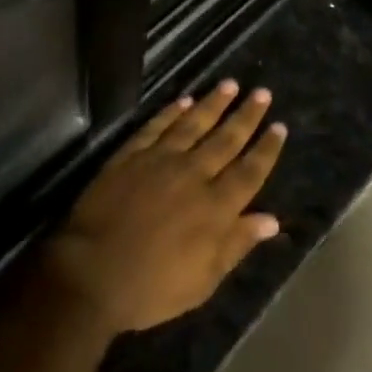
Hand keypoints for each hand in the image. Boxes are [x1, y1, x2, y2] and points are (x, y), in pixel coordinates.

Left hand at [41, 80, 286, 333]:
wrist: (92, 273)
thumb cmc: (152, 288)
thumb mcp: (203, 280)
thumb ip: (236, 244)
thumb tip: (271, 219)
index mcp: (215, 208)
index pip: (249, 171)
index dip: (266, 149)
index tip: (279, 126)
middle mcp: (193, 175)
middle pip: (226, 139)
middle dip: (247, 115)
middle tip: (262, 92)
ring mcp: (161, 160)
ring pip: (194, 123)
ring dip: (214, 103)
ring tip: (230, 84)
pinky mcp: (132, 154)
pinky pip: (157, 126)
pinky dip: (172, 111)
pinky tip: (184, 100)